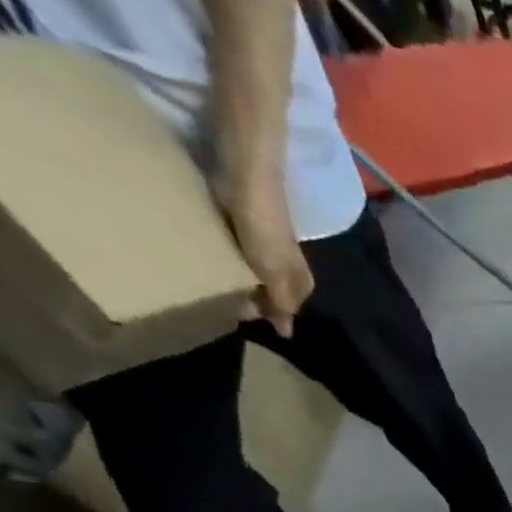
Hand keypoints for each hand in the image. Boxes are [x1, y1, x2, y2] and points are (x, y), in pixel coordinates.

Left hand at [225, 182, 312, 337]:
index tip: (242, 317)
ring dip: (239, 280)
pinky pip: (238, 253)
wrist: (245, 177)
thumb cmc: (263, 228)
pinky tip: (212, 259)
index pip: (289, 308)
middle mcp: (287, 266)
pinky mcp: (244, 227)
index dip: (270, 316)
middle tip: (225, 304)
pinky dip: (227, 260)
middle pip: (273, 292)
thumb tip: (286, 333)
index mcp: (299, 280)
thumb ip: (281, 303)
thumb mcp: (276, 274)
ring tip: (215, 284)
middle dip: (255, 299)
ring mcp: (265, 246)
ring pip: (255, 273)